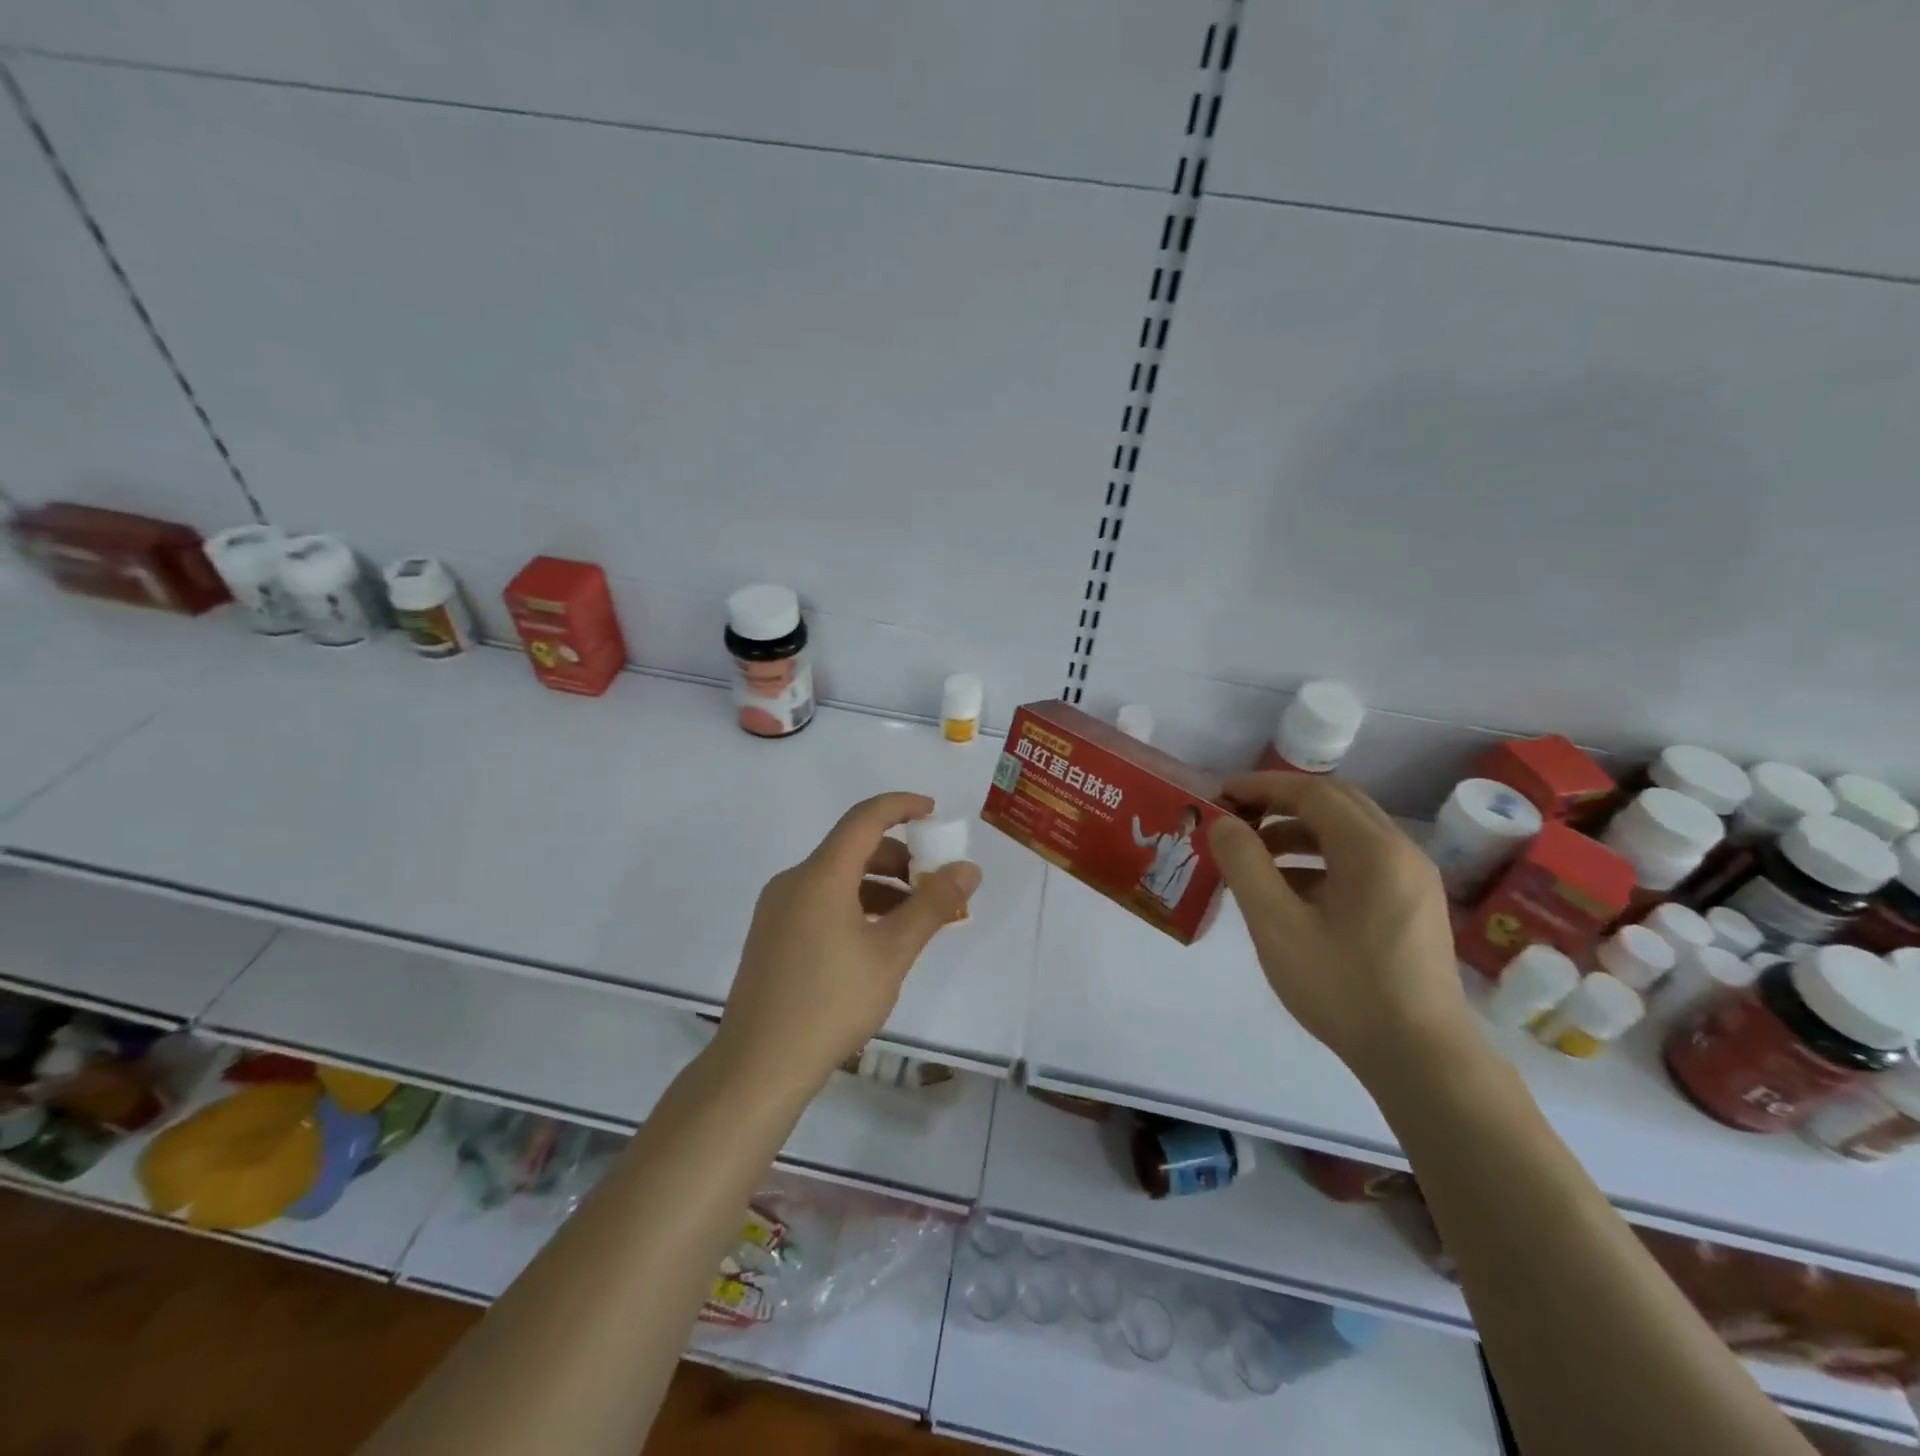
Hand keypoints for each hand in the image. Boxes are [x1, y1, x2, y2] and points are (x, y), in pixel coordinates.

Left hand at [715, 792, 981, 1094]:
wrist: (758, 1066)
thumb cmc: (831, 1003)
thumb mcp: (892, 953)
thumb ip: (932, 905)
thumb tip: (968, 869)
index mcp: (820, 875)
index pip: (864, 818)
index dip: (901, 806)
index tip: (934, 812)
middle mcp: (793, 881)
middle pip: (851, 848)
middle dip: (898, 857)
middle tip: (933, 883)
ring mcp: (777, 909)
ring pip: (836, 878)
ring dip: (878, 885)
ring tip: (912, 918)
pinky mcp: (771, 935)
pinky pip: (820, 901)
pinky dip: (854, 904)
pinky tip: (875, 940)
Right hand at [1207, 773, 1468, 1077]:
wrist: (1421, 1058)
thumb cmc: (1343, 987)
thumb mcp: (1277, 925)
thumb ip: (1245, 865)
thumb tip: (1224, 824)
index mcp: (1373, 849)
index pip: (1311, 792)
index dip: (1261, 787)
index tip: (1220, 795)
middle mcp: (1401, 851)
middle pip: (1336, 803)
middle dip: (1280, 802)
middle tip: (1236, 816)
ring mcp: (1414, 879)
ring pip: (1350, 832)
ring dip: (1299, 830)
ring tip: (1255, 853)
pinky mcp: (1414, 905)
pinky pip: (1363, 860)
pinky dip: (1322, 858)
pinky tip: (1291, 890)